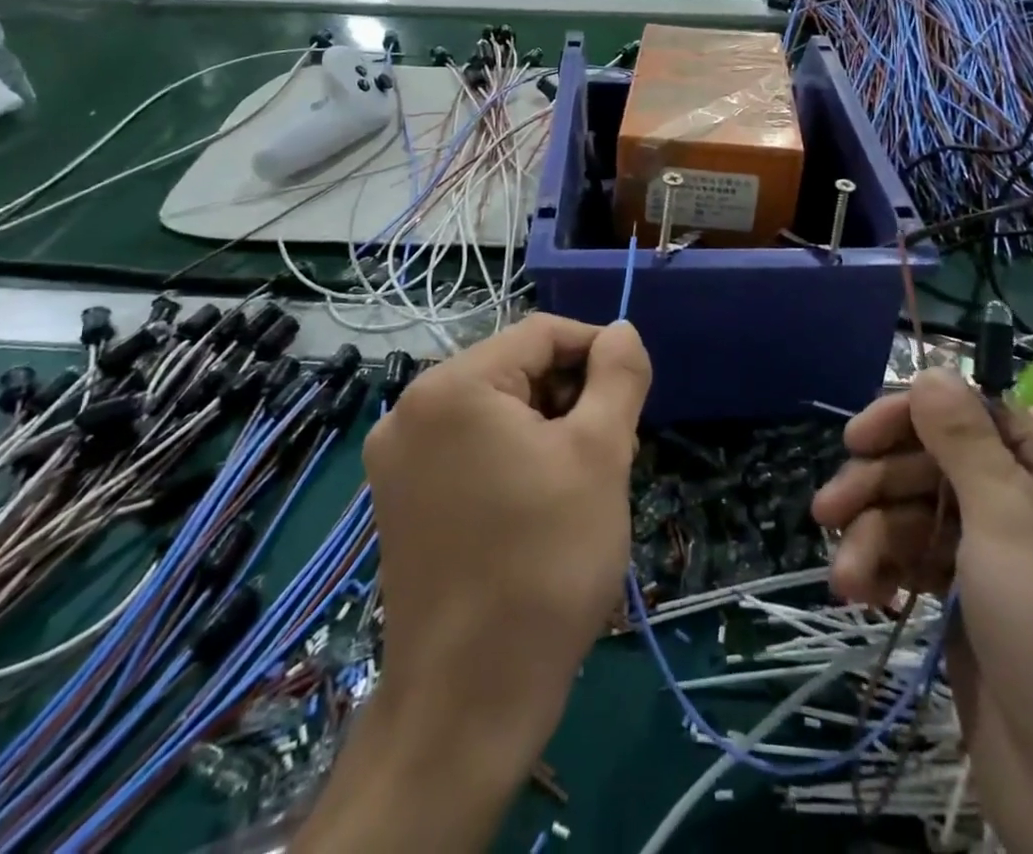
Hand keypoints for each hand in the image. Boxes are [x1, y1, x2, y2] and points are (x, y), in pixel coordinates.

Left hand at [294, 316, 650, 852]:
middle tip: (615, 450)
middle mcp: (411, 410)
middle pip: (515, 370)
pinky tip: (544, 503)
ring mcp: (397, 459)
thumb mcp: (600, 454)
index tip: (635, 395)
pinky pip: (469, 449)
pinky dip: (514, 458)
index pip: (541, 334)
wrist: (469, 702)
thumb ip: (618, 377)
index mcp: (452, 386)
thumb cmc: (544, 564)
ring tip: (586, 483)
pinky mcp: (401, 500)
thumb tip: (622, 330)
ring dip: (548, 429)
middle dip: (572, 398)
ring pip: (495, 411)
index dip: (597, 352)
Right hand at [811, 367, 1032, 853]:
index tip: (857, 436)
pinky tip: (860, 593)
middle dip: (878, 487)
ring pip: (918, 515)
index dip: (912, 419)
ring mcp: (999, 558)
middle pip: (935, 466)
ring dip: (873, 539)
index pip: (974, 416)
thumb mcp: (1012, 521)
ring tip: (843, 577)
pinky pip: (918, 561)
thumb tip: (933, 368)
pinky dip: (885, 570)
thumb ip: (964, 440)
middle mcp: (1030, 507)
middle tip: (826, 510)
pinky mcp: (971, 604)